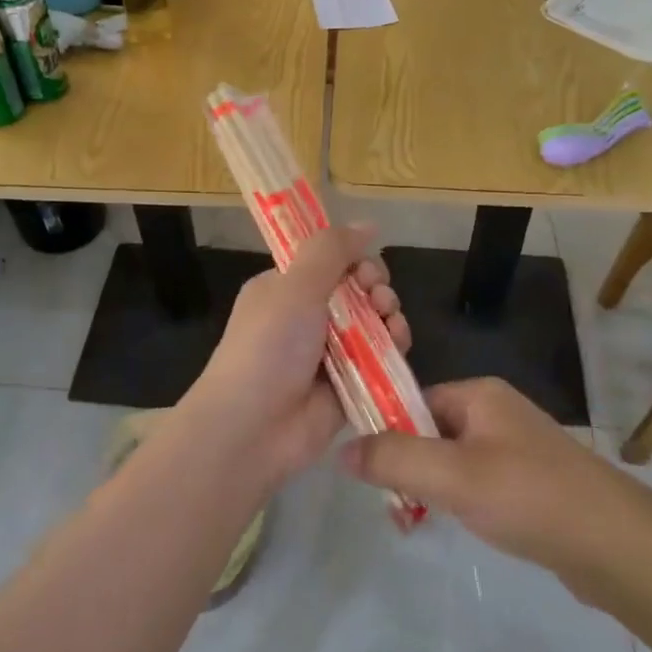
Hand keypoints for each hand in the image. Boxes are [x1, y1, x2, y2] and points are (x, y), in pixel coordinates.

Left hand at [183, 224, 409, 488]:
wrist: (252, 427)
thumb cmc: (269, 346)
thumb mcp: (295, 286)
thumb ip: (330, 250)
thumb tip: (367, 224)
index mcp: (283, 290)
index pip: (328, 263)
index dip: (353, 260)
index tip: (364, 268)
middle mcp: (305, 318)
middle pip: (356, 292)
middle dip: (375, 288)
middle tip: (378, 297)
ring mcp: (328, 354)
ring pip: (373, 324)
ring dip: (389, 316)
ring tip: (390, 322)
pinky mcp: (349, 386)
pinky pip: (380, 359)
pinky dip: (393, 347)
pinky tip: (399, 344)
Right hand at [338, 378, 651, 601]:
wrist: (619, 547)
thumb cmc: (530, 497)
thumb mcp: (452, 476)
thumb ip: (394, 460)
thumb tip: (341, 450)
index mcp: (480, 394)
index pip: (413, 400)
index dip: (386, 430)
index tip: (368, 471)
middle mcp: (497, 412)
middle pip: (430, 431)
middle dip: (408, 467)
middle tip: (395, 506)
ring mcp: (517, 448)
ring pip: (453, 461)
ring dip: (431, 488)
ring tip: (417, 522)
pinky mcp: (531, 483)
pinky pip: (478, 483)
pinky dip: (461, 502)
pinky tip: (458, 527)